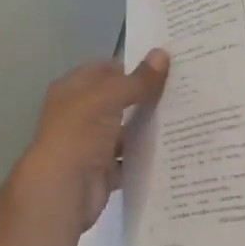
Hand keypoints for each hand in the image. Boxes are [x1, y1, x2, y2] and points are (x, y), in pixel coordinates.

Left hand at [4, 51, 169, 235]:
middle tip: (181, 92)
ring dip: (145, 128)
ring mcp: (90, 143)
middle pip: (116, 100)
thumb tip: (162, 53)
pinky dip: (143, 157)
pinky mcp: (102, 171)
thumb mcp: (108, 98)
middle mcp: (79, 113)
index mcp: (73, 89)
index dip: (131, 66)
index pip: (105, 70)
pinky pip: (127, 160)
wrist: (61, 192)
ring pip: (123, 130)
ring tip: (183, 119)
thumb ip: (136, 81)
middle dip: (144, 97)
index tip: (166, 66)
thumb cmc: (78, 134)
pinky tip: (170, 151)